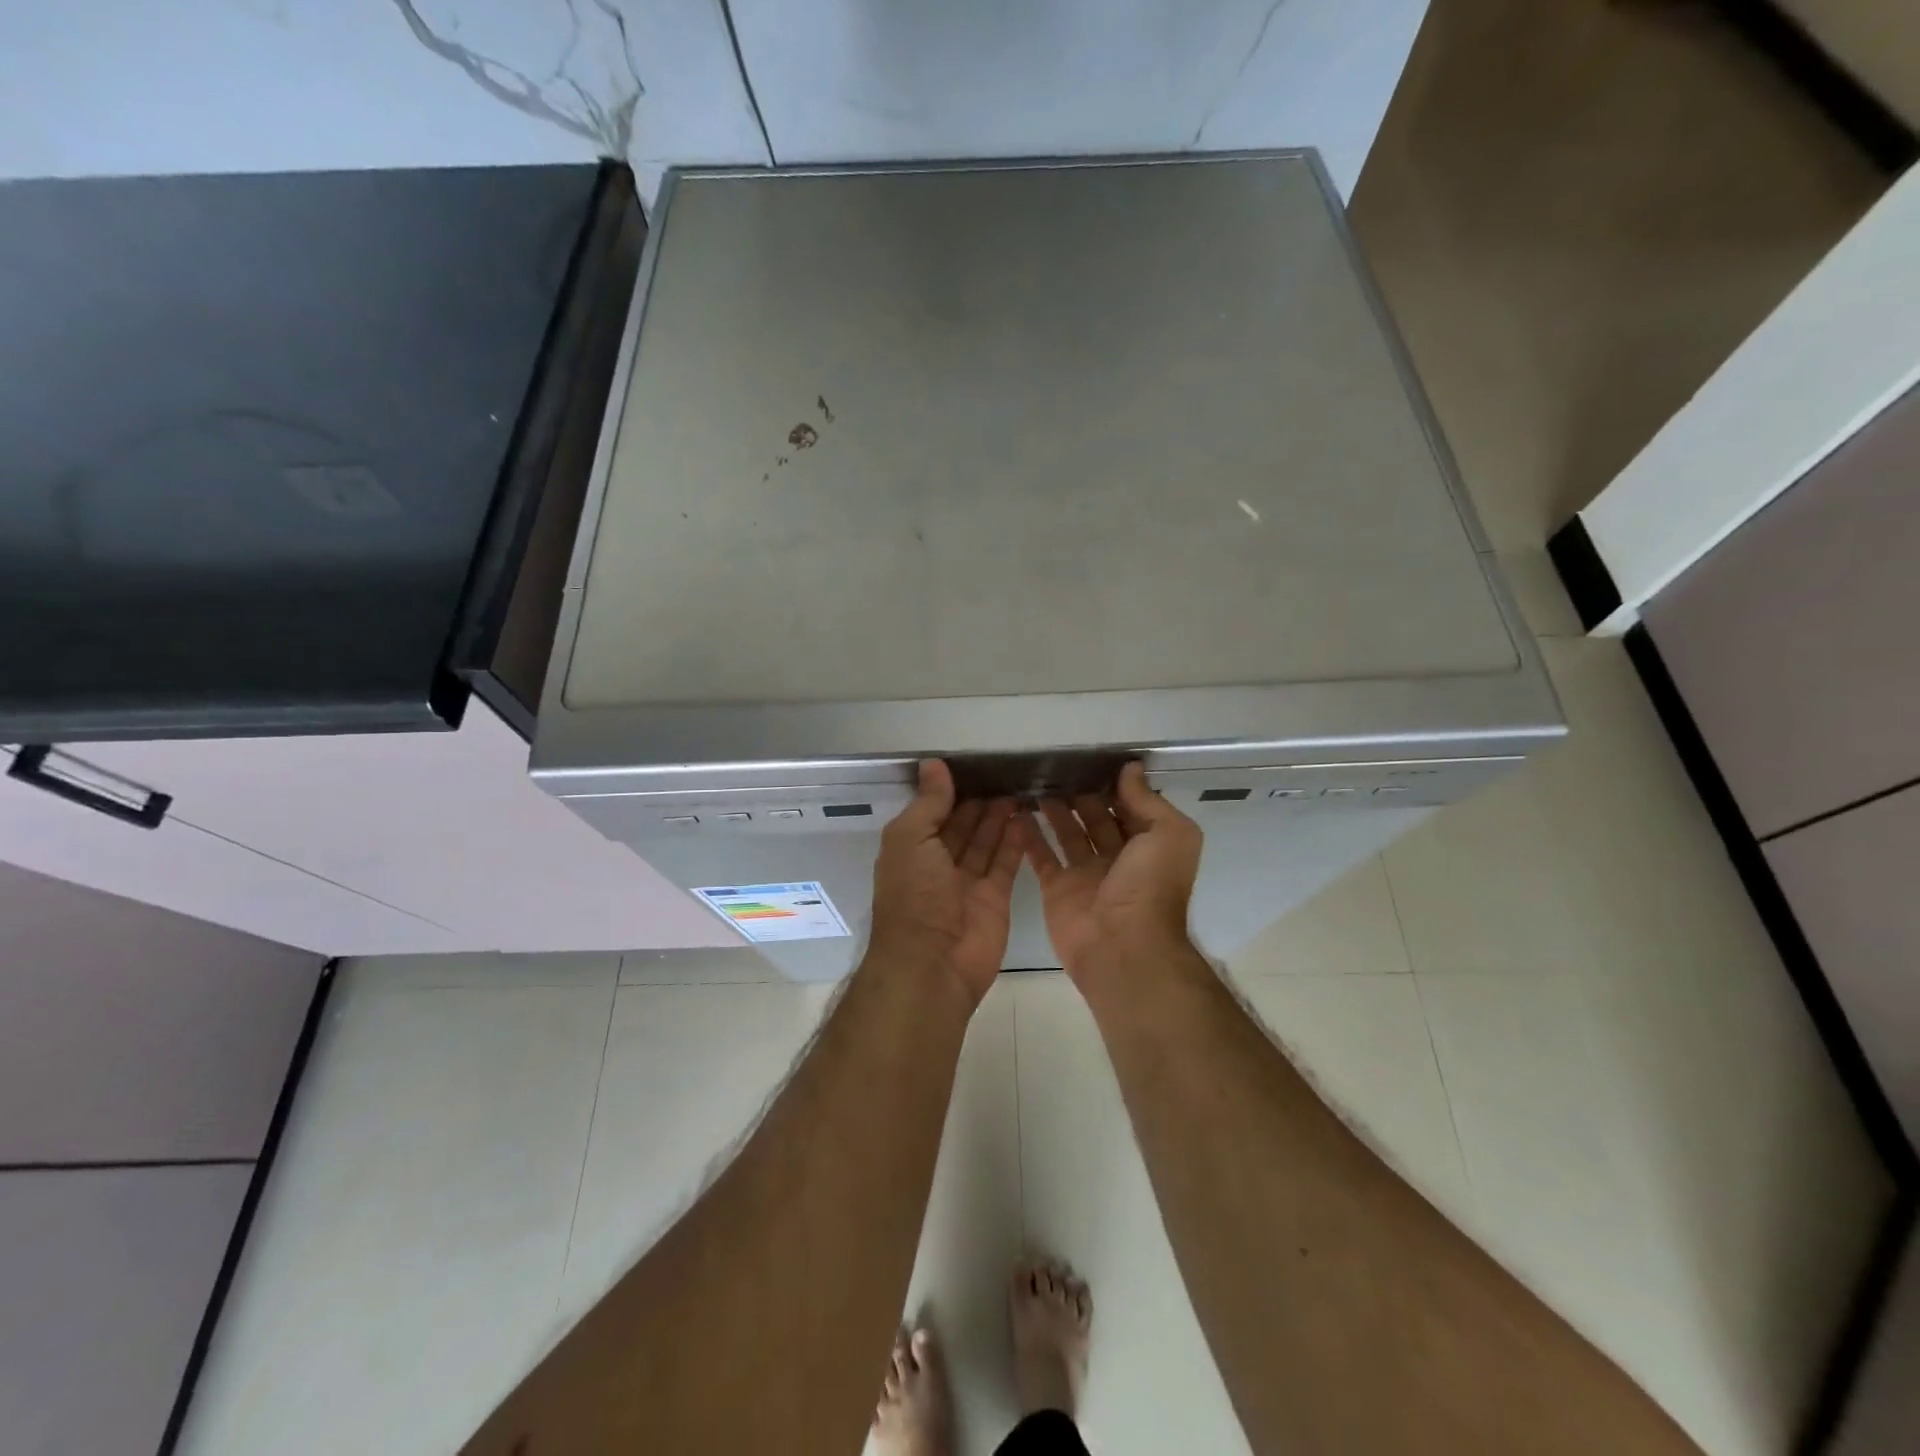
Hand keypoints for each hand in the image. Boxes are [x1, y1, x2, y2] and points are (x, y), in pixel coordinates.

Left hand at [869, 760, 1023, 1006]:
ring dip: (999, 817)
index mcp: (911, 850)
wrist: (933, 963)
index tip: (973, 765)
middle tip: (1004, 774)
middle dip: (979, 802)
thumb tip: (933, 764)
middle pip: (961, 826)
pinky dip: (1015, 841)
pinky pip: (1005, 863)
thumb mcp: (910, 839)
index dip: (950, 791)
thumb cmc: (914, 895)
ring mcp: (967, 883)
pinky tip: (1025, 816)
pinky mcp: (994, 898)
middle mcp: (938, 865)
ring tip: (1019, 788)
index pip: (932, 813)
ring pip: (985, 842)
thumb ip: (927, 802)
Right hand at [1024, 762, 1203, 990]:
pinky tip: (1016, 811)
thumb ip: (1147, 800)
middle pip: (1097, 818)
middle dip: (1081, 794)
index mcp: (1148, 846)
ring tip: (1035, 781)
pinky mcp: (1057, 888)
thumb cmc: (1150, 887)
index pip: (1130, 807)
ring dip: (1054, 810)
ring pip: (1068, 834)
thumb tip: (1131, 768)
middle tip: (1057, 767)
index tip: (1090, 759)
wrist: (1122, 947)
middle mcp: (1118, 858)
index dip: (1113, 785)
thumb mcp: (1168, 835)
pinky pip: (1041, 856)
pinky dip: (1029, 835)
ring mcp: (1085, 874)